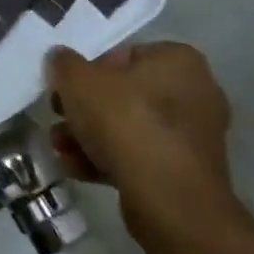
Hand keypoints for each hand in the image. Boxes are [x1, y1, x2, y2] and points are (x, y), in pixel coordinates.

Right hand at [48, 41, 240, 249]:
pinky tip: (76, 169)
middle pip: (124, 94)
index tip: (66, 89)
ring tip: (60, 147)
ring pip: (130, 128)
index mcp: (177, 60)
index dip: (88, 71)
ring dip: (90, 136)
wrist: (168, 199)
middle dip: (85, 109)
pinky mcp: (187, 173)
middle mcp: (195, 93)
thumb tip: (60, 58)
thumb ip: (64, 64)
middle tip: (58, 117)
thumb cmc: (125, 121)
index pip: (123, 55)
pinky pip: (141, 157)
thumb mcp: (78, 80)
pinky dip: (109, 160)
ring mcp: (194, 137)